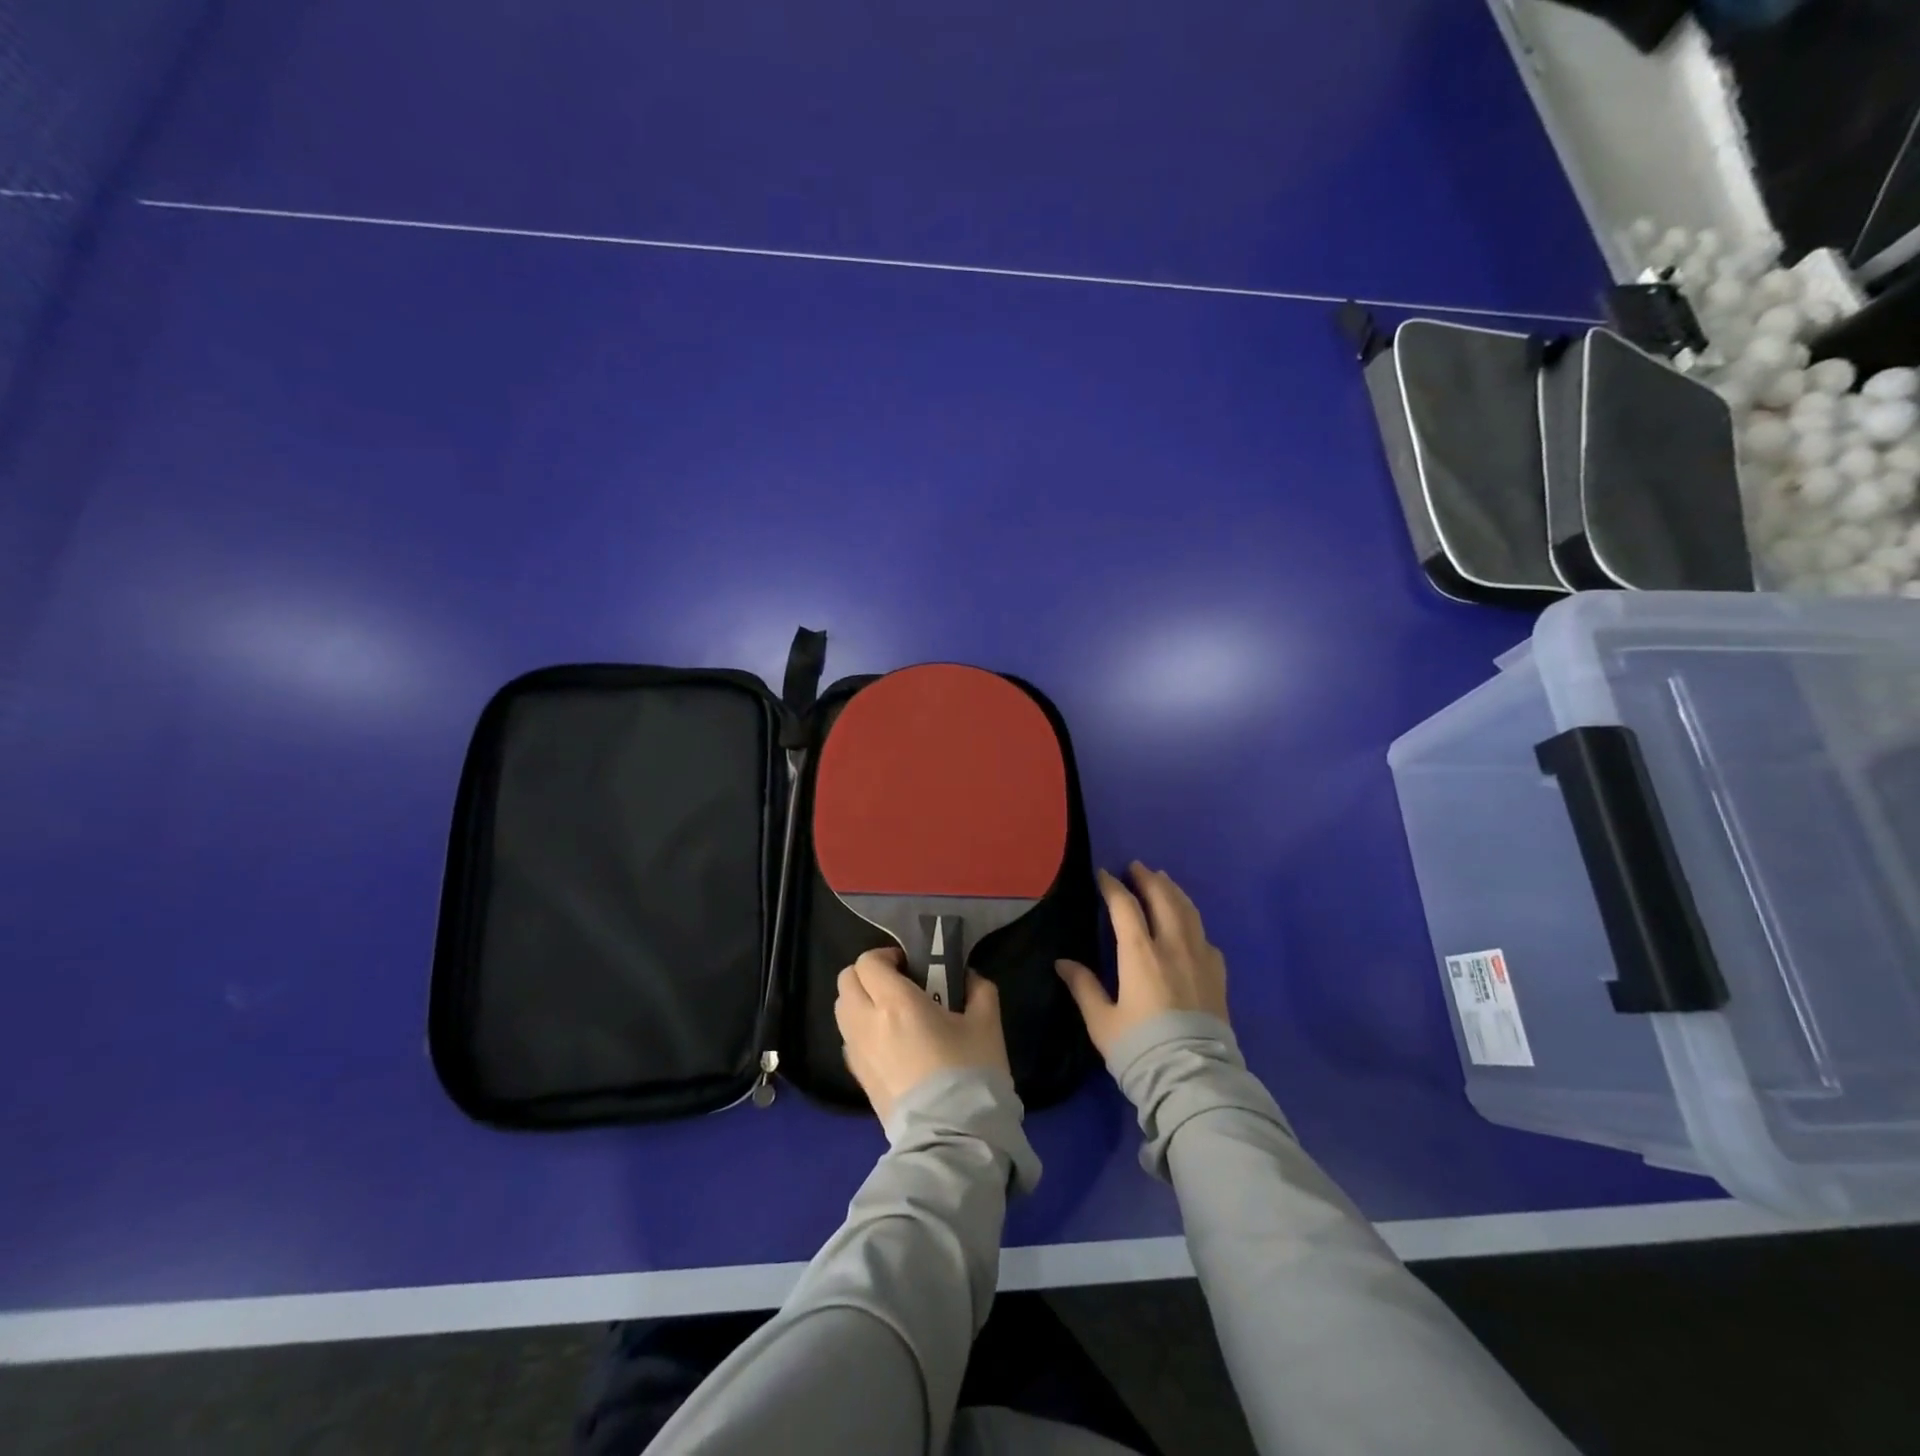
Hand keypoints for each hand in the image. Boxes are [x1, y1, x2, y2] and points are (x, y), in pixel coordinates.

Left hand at [836, 947, 1011, 1124]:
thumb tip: (968, 977)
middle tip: (898, 984)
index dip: (886, 957)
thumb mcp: (987, 1024)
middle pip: (846, 981)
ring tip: (891, 1013)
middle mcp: (867, 1022)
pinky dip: (860, 1030)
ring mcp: (857, 1053)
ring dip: (860, 1001)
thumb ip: (978, 990)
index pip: (868, 962)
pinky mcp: (858, 1078)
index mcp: (896, 1002)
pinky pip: (848, 1040)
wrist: (952, 1137)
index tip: (910, 966)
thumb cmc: (970, 1073)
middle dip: (868, 975)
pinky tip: (888, 1042)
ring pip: (842, 1010)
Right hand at [1056, 863, 1228, 1057]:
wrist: (1192, 1078)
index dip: (1112, 887)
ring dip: (1174, 892)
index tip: (1103, 875)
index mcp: (1140, 953)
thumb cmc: (1139, 1047)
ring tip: (1164, 881)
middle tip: (1137, 867)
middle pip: (1163, 899)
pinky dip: (1193, 921)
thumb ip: (1084, 987)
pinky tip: (1190, 925)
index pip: (1124, 907)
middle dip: (1148, 879)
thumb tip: (1063, 963)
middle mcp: (1172, 946)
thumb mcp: (1101, 1021)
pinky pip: (1205, 936)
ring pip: (1188, 911)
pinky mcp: (1218, 975)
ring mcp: (1200, 958)